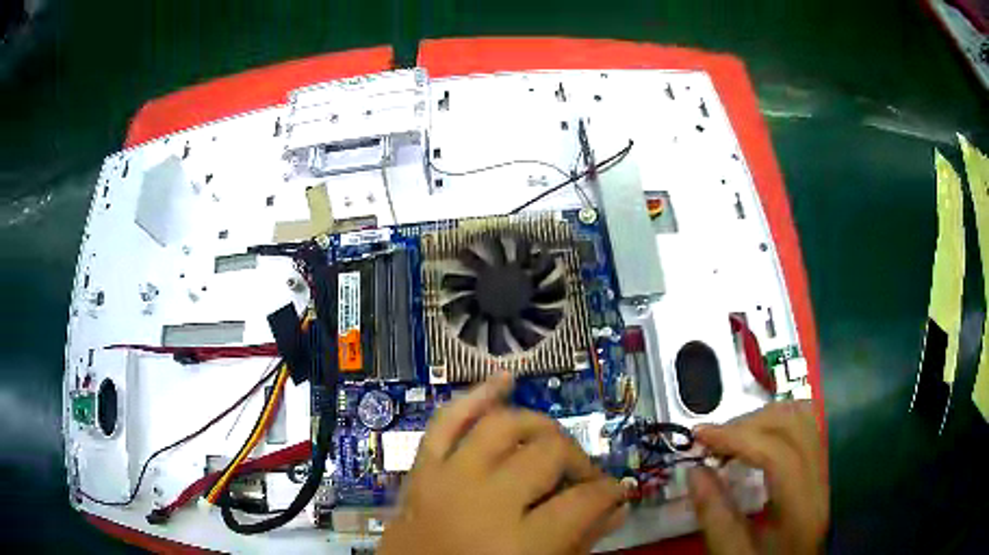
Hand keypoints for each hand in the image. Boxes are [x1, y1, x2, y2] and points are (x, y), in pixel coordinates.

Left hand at [379, 373, 627, 554]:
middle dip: (577, 460)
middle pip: (546, 454)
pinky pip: (445, 422)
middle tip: (582, 478)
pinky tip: (503, 380)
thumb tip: (617, 508)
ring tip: (552, 440)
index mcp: (519, 543)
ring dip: (536, 426)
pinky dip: (475, 396)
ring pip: (502, 426)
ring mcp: (447, 479)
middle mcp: (484, 501)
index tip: (616, 493)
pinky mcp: (420, 471)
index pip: (583, 500)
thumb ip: (580, 543)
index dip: (610, 493)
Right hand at [687, 401, 827, 554]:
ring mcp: (822, 470)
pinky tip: (753, 440)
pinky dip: (774, 424)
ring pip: (801, 419)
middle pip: (793, 425)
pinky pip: (802, 428)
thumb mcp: (732, 553)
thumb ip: (714, 516)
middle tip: (712, 439)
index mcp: (801, 506)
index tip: (700, 436)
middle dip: (748, 423)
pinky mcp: (818, 468)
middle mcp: (819, 479)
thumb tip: (695, 471)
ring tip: (731, 436)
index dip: (738, 437)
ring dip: (762, 419)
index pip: (777, 452)